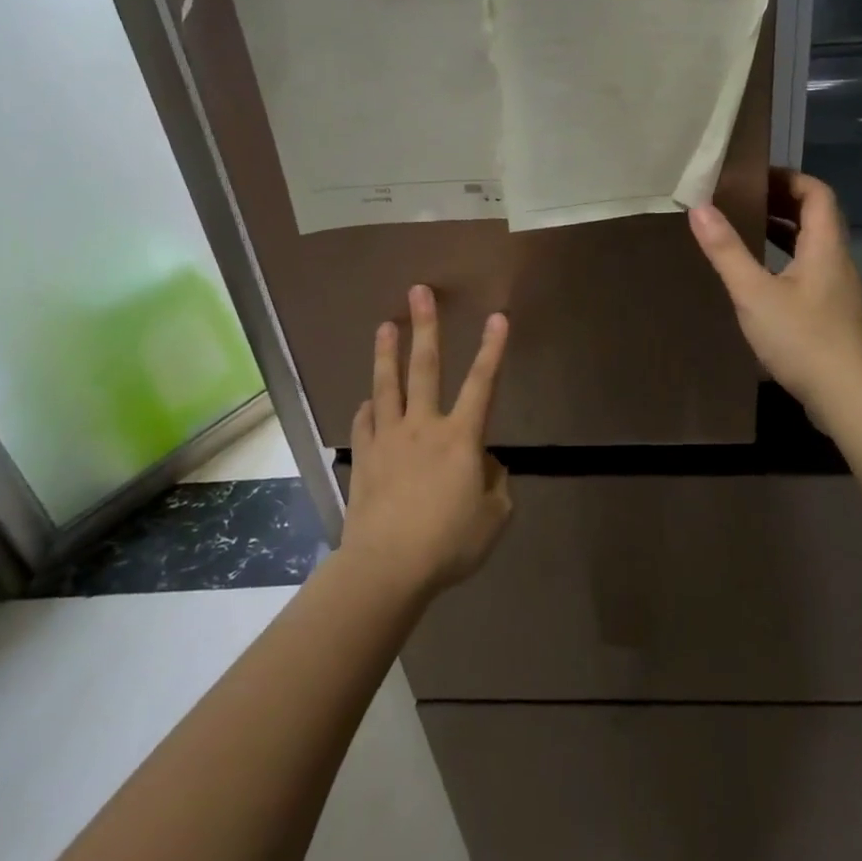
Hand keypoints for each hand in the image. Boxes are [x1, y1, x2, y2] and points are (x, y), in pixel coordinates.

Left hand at [342, 286, 511, 595]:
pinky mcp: (363, 459)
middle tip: (419, 292)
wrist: (386, 568)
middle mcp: (422, 427)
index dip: (492, 349)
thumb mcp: (494, 517)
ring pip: (386, 386)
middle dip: (425, 327)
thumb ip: (496, 483)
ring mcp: (387, 440)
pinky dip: (368, 409)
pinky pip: (364, 424)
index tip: (497, 317)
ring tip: (385, 325)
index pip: (482, 383)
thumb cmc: (448, 543)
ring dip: (386, 354)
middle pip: (424, 368)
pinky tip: (367, 402)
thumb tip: (484, 465)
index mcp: (460, 437)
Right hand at [690, 170, 861, 423]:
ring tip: (747, 231)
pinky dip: (786, 262)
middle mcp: (838, 262)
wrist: (848, 396)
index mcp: (825, 247)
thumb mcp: (755, 294)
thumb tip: (700, 208)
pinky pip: (810, 272)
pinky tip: (762, 281)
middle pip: (817, 218)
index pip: (817, 194)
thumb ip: (727, 251)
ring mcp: (839, 290)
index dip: (790, 178)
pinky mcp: (833, 315)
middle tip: (743, 200)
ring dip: (784, 233)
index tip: (756, 177)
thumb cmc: (802, 339)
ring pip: (813, 247)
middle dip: (782, 203)